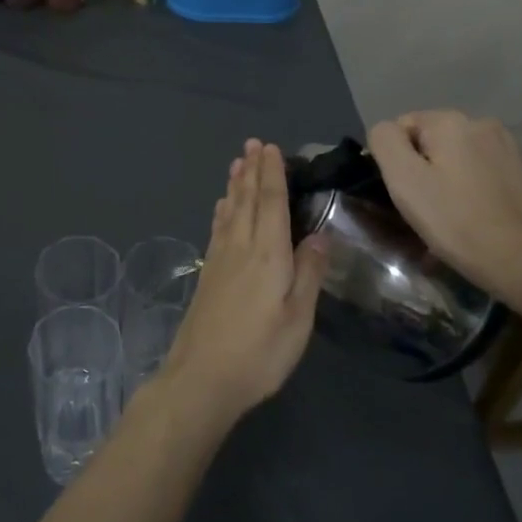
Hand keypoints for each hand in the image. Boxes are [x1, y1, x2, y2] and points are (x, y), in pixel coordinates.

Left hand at [161, 139, 328, 419]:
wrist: (202, 378)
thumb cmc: (259, 352)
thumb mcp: (298, 318)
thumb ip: (308, 274)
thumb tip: (318, 235)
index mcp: (267, 254)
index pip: (270, 203)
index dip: (271, 174)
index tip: (271, 148)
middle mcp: (240, 248)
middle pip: (246, 200)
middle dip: (251, 170)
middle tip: (252, 144)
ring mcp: (220, 260)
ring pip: (229, 211)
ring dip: (235, 185)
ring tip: (237, 163)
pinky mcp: (208, 275)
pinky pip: (217, 229)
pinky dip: (222, 211)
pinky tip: (222, 207)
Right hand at [367, 111, 521, 284]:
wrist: (518, 259)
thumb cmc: (453, 218)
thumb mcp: (403, 177)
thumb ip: (385, 140)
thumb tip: (387, 132)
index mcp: (450, 120)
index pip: (402, 126)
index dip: (395, 159)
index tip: (404, 192)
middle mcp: (481, 122)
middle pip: (431, 140)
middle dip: (421, 167)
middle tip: (423, 207)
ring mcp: (506, 145)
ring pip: (455, 155)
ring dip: (444, 177)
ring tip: (447, 213)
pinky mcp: (521, 169)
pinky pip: (478, 170)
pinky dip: (468, 186)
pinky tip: (471, 213)